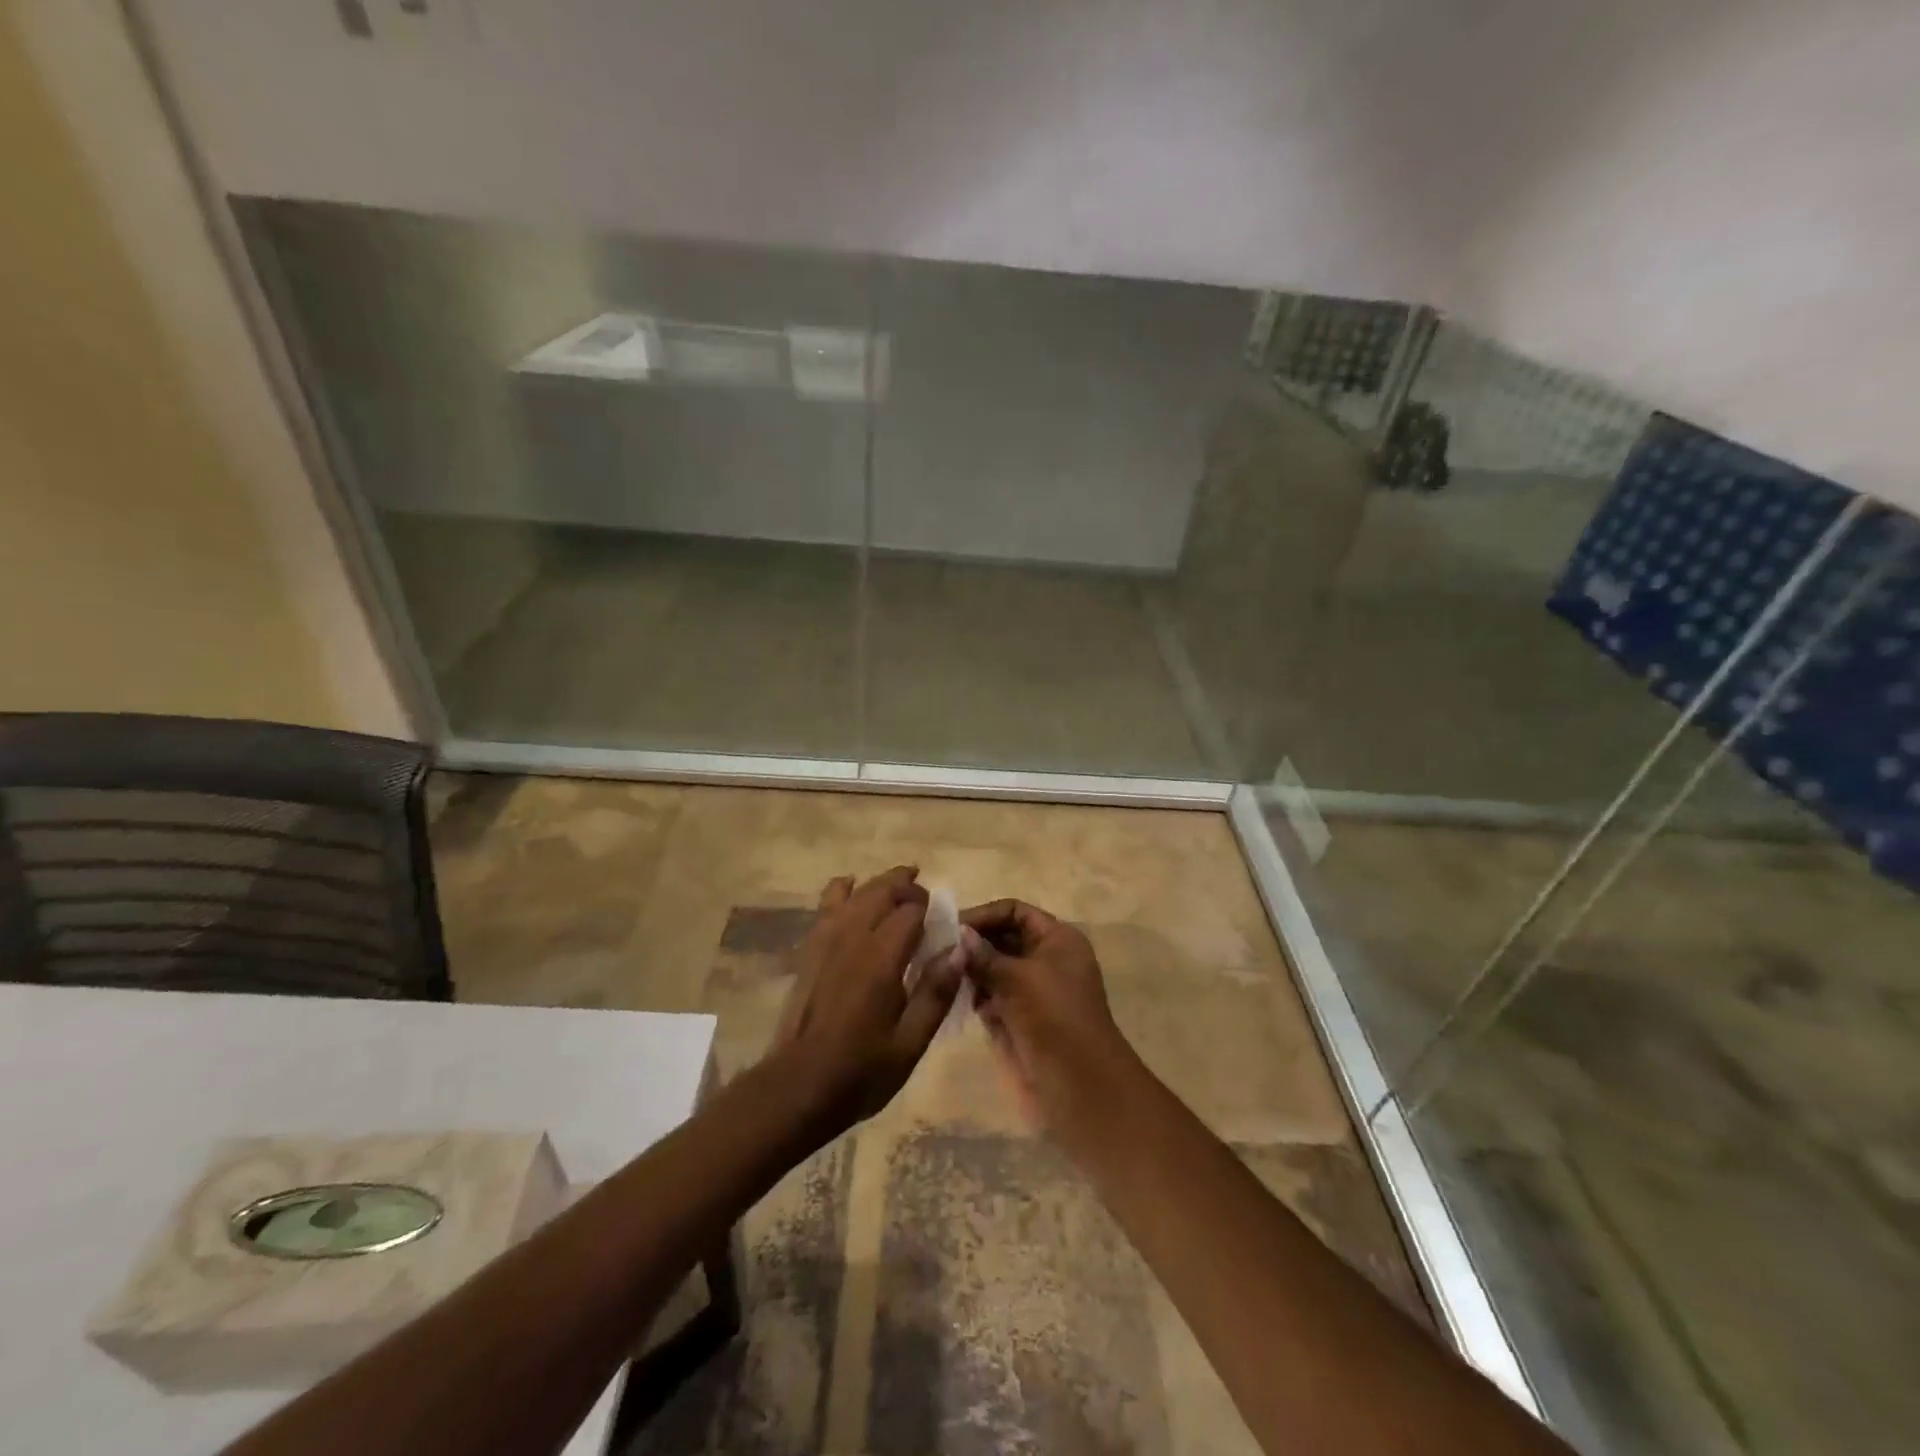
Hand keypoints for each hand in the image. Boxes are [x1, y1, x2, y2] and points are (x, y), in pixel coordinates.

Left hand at [769, 867, 961, 1136]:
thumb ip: (935, 993)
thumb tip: (960, 950)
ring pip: (855, 892)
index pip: (911, 911)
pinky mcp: (809, 950)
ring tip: (899, 882)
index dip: (930, 909)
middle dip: (906, 886)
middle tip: (925, 896)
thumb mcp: (910, 1043)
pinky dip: (842, 890)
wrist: (797, 1087)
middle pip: (882, 891)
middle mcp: (852, 938)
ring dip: (879, 883)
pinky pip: (826, 905)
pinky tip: (850, 889)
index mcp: (881, 958)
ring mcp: (825, 941)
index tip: (942, 922)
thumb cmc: (860, 1071)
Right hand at [959, 899, 1138, 1144]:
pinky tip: (953, 997)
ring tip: (938, 972)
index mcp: (1058, 940)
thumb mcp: (1018, 979)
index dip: (985, 915)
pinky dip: (974, 994)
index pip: (1016, 912)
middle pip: (1003, 938)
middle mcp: (1046, 959)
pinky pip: (992, 996)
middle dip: (972, 942)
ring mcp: (1032, 992)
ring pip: (994, 968)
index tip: (951, 927)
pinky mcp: (1020, 1019)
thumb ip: (984, 955)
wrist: (1080, 1088)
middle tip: (935, 950)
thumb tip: (957, 933)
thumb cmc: (1054, 1019)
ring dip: (969, 969)